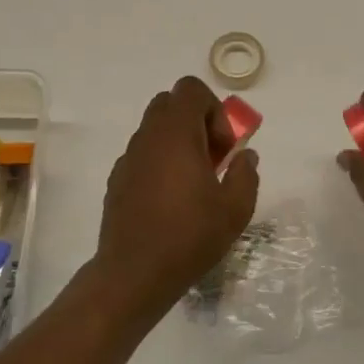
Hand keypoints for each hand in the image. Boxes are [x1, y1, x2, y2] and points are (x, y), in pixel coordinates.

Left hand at [94, 77, 259, 310]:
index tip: (222, 149)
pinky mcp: (117, 179)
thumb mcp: (235, 209)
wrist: (134, 273)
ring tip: (193, 184)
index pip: (191, 89)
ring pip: (154, 130)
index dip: (214, 110)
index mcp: (176, 134)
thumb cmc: (189, 237)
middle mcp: (147, 138)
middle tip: (211, 159)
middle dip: (196, 122)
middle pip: (170, 104)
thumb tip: (245, 156)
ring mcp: (128, 158)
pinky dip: (159, 163)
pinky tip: (170, 202)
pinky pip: (143, 155)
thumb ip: (246, 174)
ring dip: (178, 144)